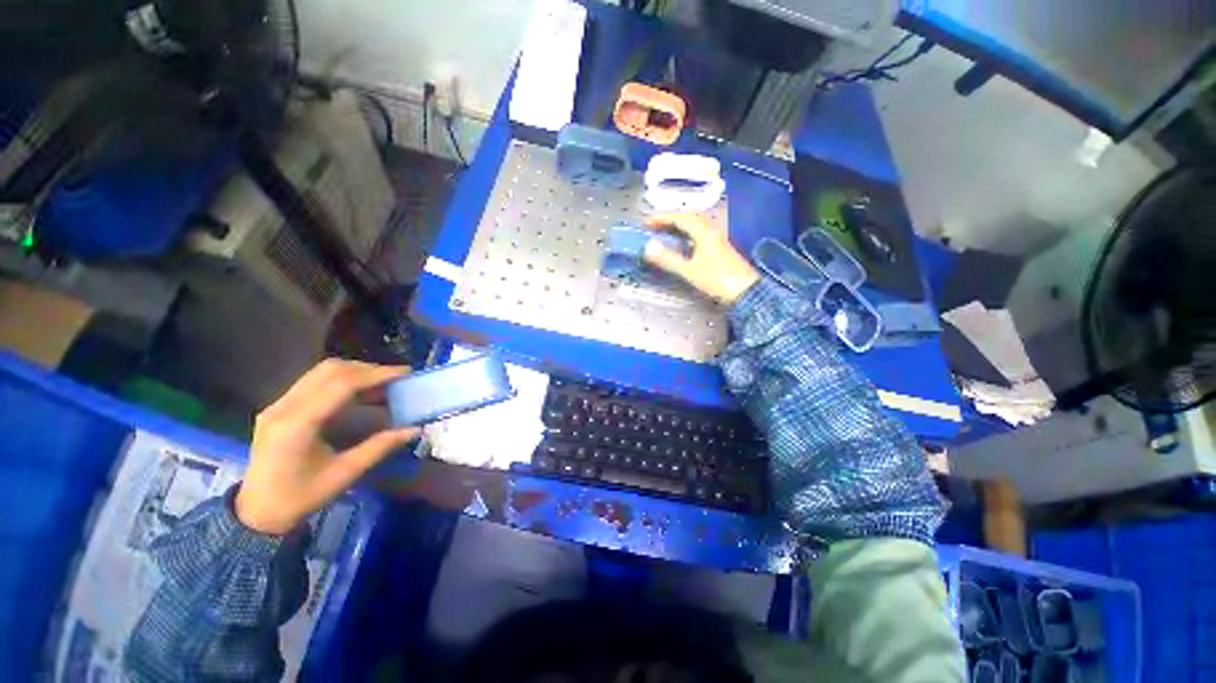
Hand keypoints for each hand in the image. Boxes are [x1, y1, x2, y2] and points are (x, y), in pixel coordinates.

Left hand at [235, 359, 419, 534]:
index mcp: (298, 424)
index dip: (376, 375)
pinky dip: (343, 381)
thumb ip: (380, 447)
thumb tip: (414, 429)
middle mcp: (284, 407)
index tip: (405, 374)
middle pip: (330, 370)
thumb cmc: (300, 498)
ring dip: (356, 373)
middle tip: (396, 380)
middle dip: (368, 370)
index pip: (341, 384)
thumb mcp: (344, 474)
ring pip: (322, 372)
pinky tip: (360, 394)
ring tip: (382, 385)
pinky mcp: (279, 407)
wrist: (256, 514)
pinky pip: (314, 382)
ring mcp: (278, 405)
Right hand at [643, 213, 759, 304]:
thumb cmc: (717, 279)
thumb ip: (668, 259)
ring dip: (679, 226)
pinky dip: (687, 234)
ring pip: (695, 225)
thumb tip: (648, 247)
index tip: (647, 222)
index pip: (680, 218)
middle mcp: (711, 231)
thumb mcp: (689, 270)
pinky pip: (699, 233)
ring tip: (665, 232)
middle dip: (670, 219)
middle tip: (654, 226)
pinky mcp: (719, 247)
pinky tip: (682, 243)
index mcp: (704, 232)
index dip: (662, 218)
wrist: (745, 291)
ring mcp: (717, 239)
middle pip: (689, 218)